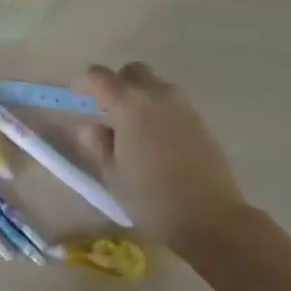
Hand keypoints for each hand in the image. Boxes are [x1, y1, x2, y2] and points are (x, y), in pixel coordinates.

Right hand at [75, 62, 249, 256]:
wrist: (211, 218)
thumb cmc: (151, 197)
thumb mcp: (113, 173)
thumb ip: (98, 144)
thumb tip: (90, 127)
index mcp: (128, 103)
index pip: (99, 75)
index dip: (85, 82)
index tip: (78, 97)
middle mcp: (156, 95)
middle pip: (133, 71)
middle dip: (118, 83)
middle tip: (109, 110)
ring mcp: (183, 107)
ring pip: (156, 86)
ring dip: (142, 96)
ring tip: (135, 128)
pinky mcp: (201, 123)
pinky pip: (174, 105)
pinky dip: (161, 112)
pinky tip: (158, 141)